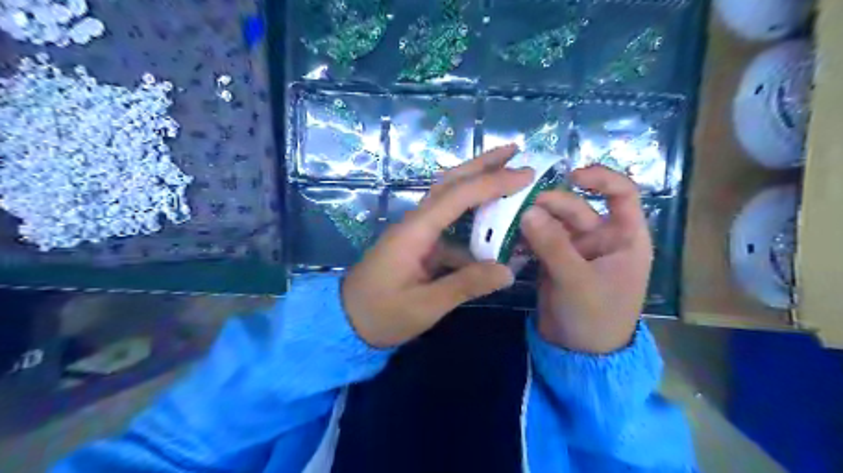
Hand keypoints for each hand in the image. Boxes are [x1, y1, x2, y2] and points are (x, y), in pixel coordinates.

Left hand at [342, 145, 531, 349]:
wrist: (346, 320)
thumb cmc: (381, 313)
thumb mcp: (424, 306)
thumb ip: (465, 285)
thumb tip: (508, 271)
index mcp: (416, 231)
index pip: (458, 196)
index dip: (492, 183)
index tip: (525, 174)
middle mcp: (416, 222)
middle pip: (450, 183)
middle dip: (482, 164)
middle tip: (514, 150)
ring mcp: (417, 231)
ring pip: (449, 198)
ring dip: (477, 183)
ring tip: (508, 174)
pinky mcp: (419, 244)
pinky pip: (449, 224)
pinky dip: (471, 219)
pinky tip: (491, 226)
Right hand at [521, 165, 651, 353]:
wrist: (579, 355)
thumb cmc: (594, 318)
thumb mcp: (576, 280)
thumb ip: (553, 245)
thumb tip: (527, 210)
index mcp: (625, 238)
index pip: (623, 194)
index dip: (601, 178)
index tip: (571, 175)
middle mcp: (602, 239)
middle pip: (577, 207)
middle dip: (550, 204)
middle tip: (519, 207)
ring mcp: (576, 249)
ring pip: (554, 222)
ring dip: (533, 219)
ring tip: (508, 220)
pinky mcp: (556, 260)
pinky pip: (540, 239)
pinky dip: (526, 236)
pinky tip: (508, 237)